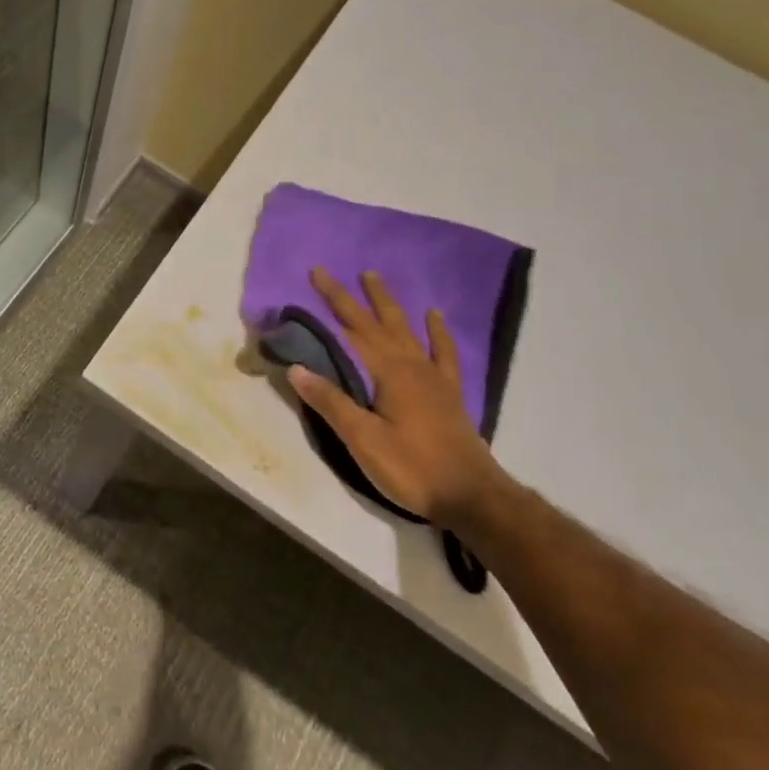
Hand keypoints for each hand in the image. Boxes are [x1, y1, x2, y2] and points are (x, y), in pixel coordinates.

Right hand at [287, 268, 505, 527]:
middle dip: (353, 296)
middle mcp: (411, 365)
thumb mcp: (363, 440)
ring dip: (388, 303)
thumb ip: (331, 402)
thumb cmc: (412, 468)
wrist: (472, 496)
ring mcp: (433, 377)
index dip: (333, 300)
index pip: (353, 328)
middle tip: (331, 272)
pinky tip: (435, 316)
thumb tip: (296, 367)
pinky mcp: (449, 393)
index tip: (316, 273)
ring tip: (375, 278)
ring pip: (407, 329)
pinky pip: (443, 352)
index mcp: (388, 373)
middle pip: (377, 322)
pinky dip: (438, 332)